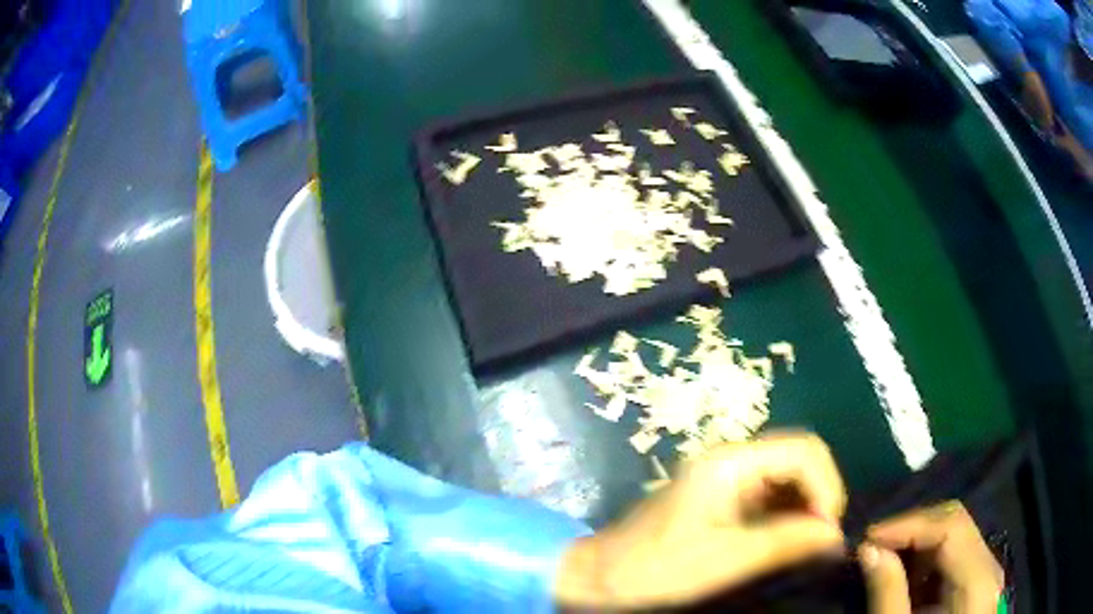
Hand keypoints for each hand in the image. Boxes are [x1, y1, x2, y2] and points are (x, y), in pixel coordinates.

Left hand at [554, 432, 846, 608]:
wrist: (601, 575)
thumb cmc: (657, 568)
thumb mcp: (727, 559)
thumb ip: (785, 542)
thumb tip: (836, 534)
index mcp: (731, 462)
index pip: (803, 450)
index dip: (826, 485)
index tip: (829, 530)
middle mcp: (731, 459)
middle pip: (797, 459)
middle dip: (819, 495)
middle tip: (822, 539)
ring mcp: (724, 476)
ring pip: (786, 477)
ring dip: (805, 505)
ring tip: (809, 543)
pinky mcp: (721, 496)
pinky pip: (768, 495)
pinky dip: (787, 514)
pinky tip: (788, 540)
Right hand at [859, 501, 1003, 613]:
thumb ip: (887, 595)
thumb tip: (867, 549)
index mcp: (978, 580)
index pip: (951, 526)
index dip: (910, 524)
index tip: (868, 538)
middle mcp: (989, 566)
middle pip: (955, 524)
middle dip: (912, 530)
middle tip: (873, 547)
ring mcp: (986, 573)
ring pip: (955, 535)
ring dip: (917, 544)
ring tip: (884, 563)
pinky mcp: (977, 583)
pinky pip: (955, 555)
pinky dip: (926, 561)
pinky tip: (905, 579)